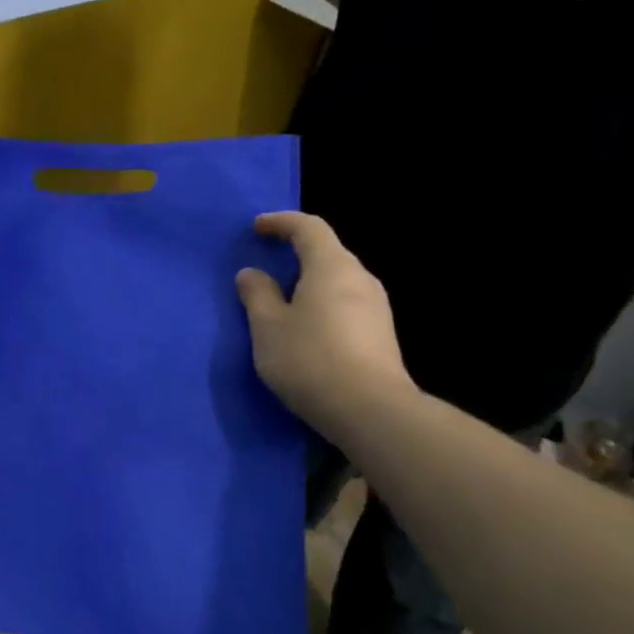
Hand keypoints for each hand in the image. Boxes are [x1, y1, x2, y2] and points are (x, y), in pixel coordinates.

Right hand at [236, 213, 414, 440]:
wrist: (371, 411)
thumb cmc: (311, 359)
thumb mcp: (268, 328)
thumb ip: (257, 295)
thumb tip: (252, 273)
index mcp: (331, 266)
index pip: (308, 227)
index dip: (282, 222)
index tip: (258, 227)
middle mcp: (360, 278)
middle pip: (328, 252)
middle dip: (297, 252)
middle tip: (269, 264)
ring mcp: (377, 307)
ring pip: (338, 281)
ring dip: (311, 282)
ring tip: (284, 300)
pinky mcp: (382, 335)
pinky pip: (346, 305)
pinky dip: (323, 304)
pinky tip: (308, 330)